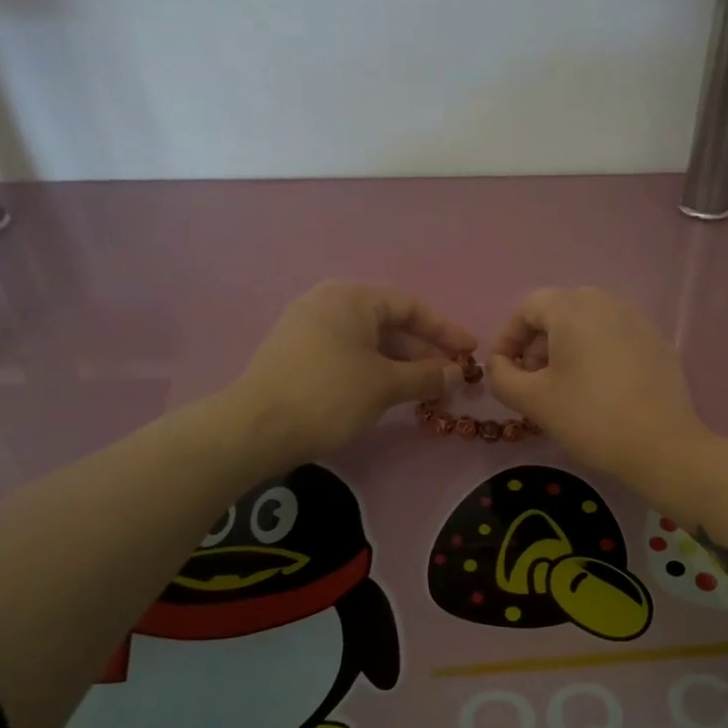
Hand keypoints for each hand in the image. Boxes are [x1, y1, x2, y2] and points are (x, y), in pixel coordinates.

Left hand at [233, 281, 474, 467]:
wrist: (256, 429)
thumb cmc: (329, 395)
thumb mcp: (385, 385)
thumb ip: (427, 376)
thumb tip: (458, 373)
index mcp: (351, 298)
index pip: (410, 306)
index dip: (445, 330)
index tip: (471, 352)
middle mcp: (328, 303)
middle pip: (389, 323)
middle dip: (423, 351)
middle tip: (451, 378)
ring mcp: (308, 328)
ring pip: (369, 341)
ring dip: (401, 364)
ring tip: (426, 391)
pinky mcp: (297, 354)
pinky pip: (348, 354)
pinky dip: (375, 370)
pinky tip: (390, 394)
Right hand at [486, 287, 714, 490]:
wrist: (660, 445)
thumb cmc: (589, 417)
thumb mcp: (533, 400)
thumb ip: (503, 377)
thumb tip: (499, 365)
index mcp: (574, 308)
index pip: (529, 307)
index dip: (508, 337)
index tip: (502, 370)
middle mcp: (607, 303)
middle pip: (560, 311)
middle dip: (537, 343)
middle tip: (531, 380)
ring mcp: (638, 321)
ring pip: (589, 324)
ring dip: (566, 348)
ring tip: (561, 387)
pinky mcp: (657, 343)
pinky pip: (615, 338)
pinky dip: (596, 354)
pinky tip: (597, 390)